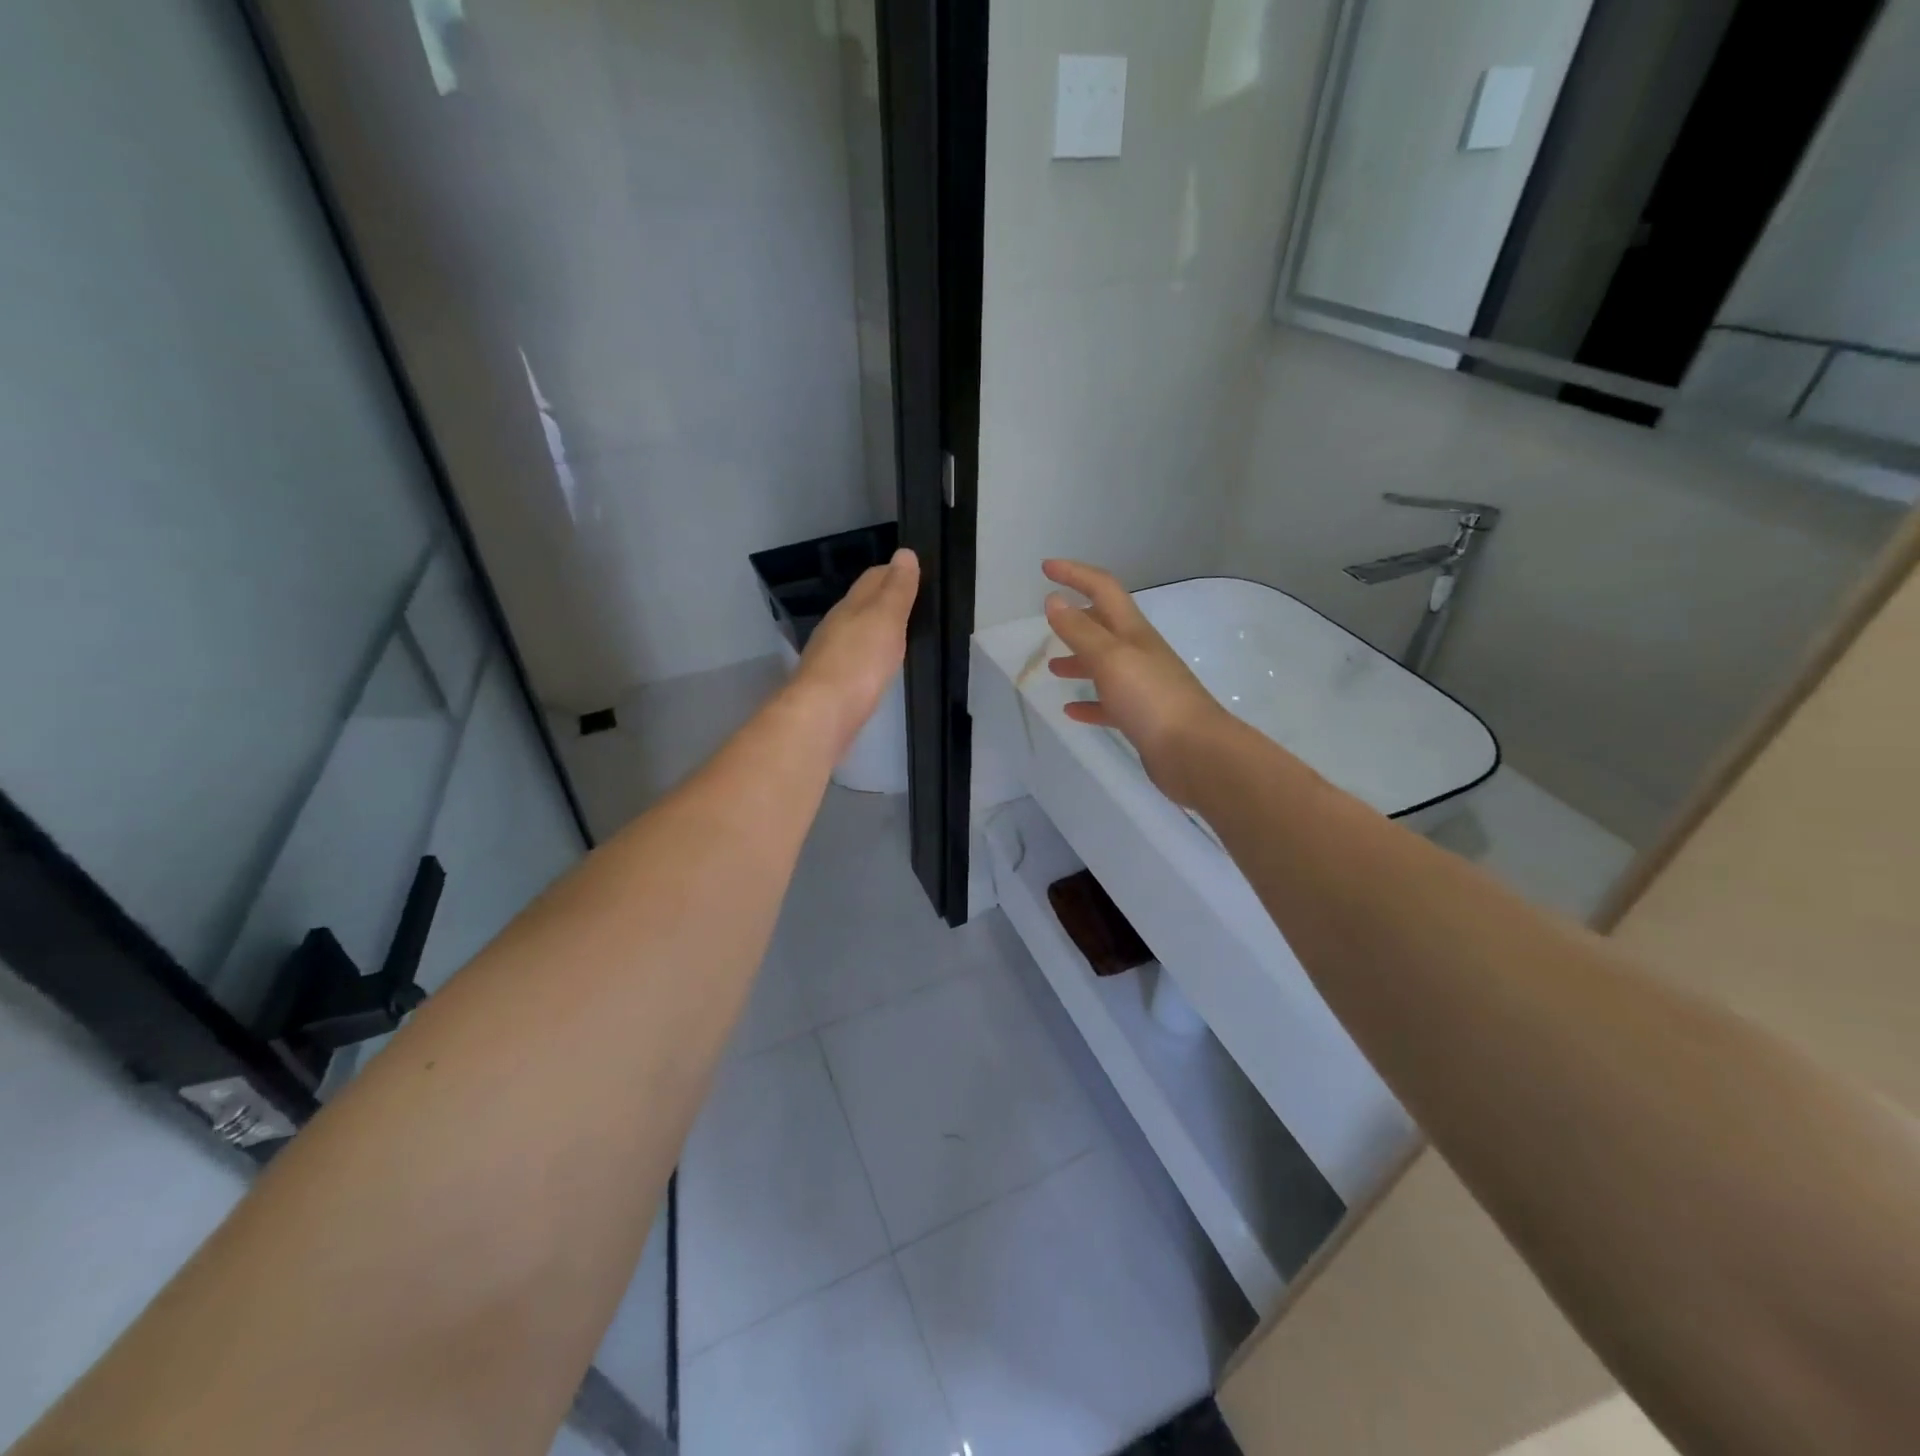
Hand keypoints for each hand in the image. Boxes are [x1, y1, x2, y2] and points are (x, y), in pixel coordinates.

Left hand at [791, 548, 920, 753]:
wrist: (822, 714)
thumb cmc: (859, 662)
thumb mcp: (885, 619)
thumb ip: (897, 589)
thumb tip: (905, 553)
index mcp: (850, 605)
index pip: (873, 578)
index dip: (895, 572)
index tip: (919, 575)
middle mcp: (836, 625)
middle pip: (862, 604)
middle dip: (885, 600)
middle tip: (915, 604)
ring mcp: (831, 655)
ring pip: (857, 632)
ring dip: (876, 629)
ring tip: (902, 634)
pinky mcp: (833, 684)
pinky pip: (855, 660)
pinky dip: (869, 656)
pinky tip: (879, 666)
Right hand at [1043, 560, 1231, 807]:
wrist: (1194, 752)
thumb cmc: (1150, 698)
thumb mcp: (1110, 658)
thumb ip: (1079, 631)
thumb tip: (1054, 600)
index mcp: (1133, 632)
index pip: (1103, 589)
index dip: (1075, 574)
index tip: (1046, 568)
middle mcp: (1139, 653)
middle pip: (1104, 626)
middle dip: (1076, 619)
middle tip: (1049, 621)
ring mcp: (1143, 686)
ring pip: (1105, 665)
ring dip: (1079, 661)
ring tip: (1052, 668)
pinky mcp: (1142, 718)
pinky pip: (1109, 704)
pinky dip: (1090, 703)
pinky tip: (1072, 710)